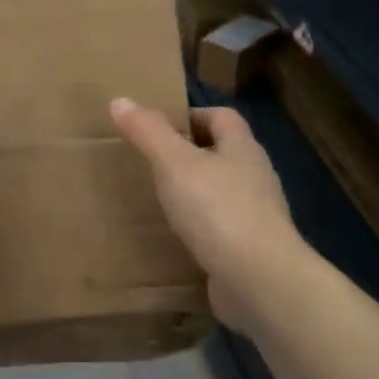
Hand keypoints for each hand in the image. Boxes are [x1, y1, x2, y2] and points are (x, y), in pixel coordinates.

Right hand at [110, 98, 303, 334]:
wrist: (258, 278)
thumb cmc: (217, 210)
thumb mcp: (174, 164)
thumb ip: (148, 132)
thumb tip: (120, 100)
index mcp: (242, 149)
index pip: (222, 117)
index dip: (192, 116)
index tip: (159, 128)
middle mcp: (256, 177)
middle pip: (224, 154)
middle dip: (191, 156)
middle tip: (152, 165)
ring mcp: (257, 216)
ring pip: (223, 193)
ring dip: (196, 195)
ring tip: (160, 202)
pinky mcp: (251, 250)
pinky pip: (222, 230)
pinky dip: (201, 230)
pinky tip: (178, 240)